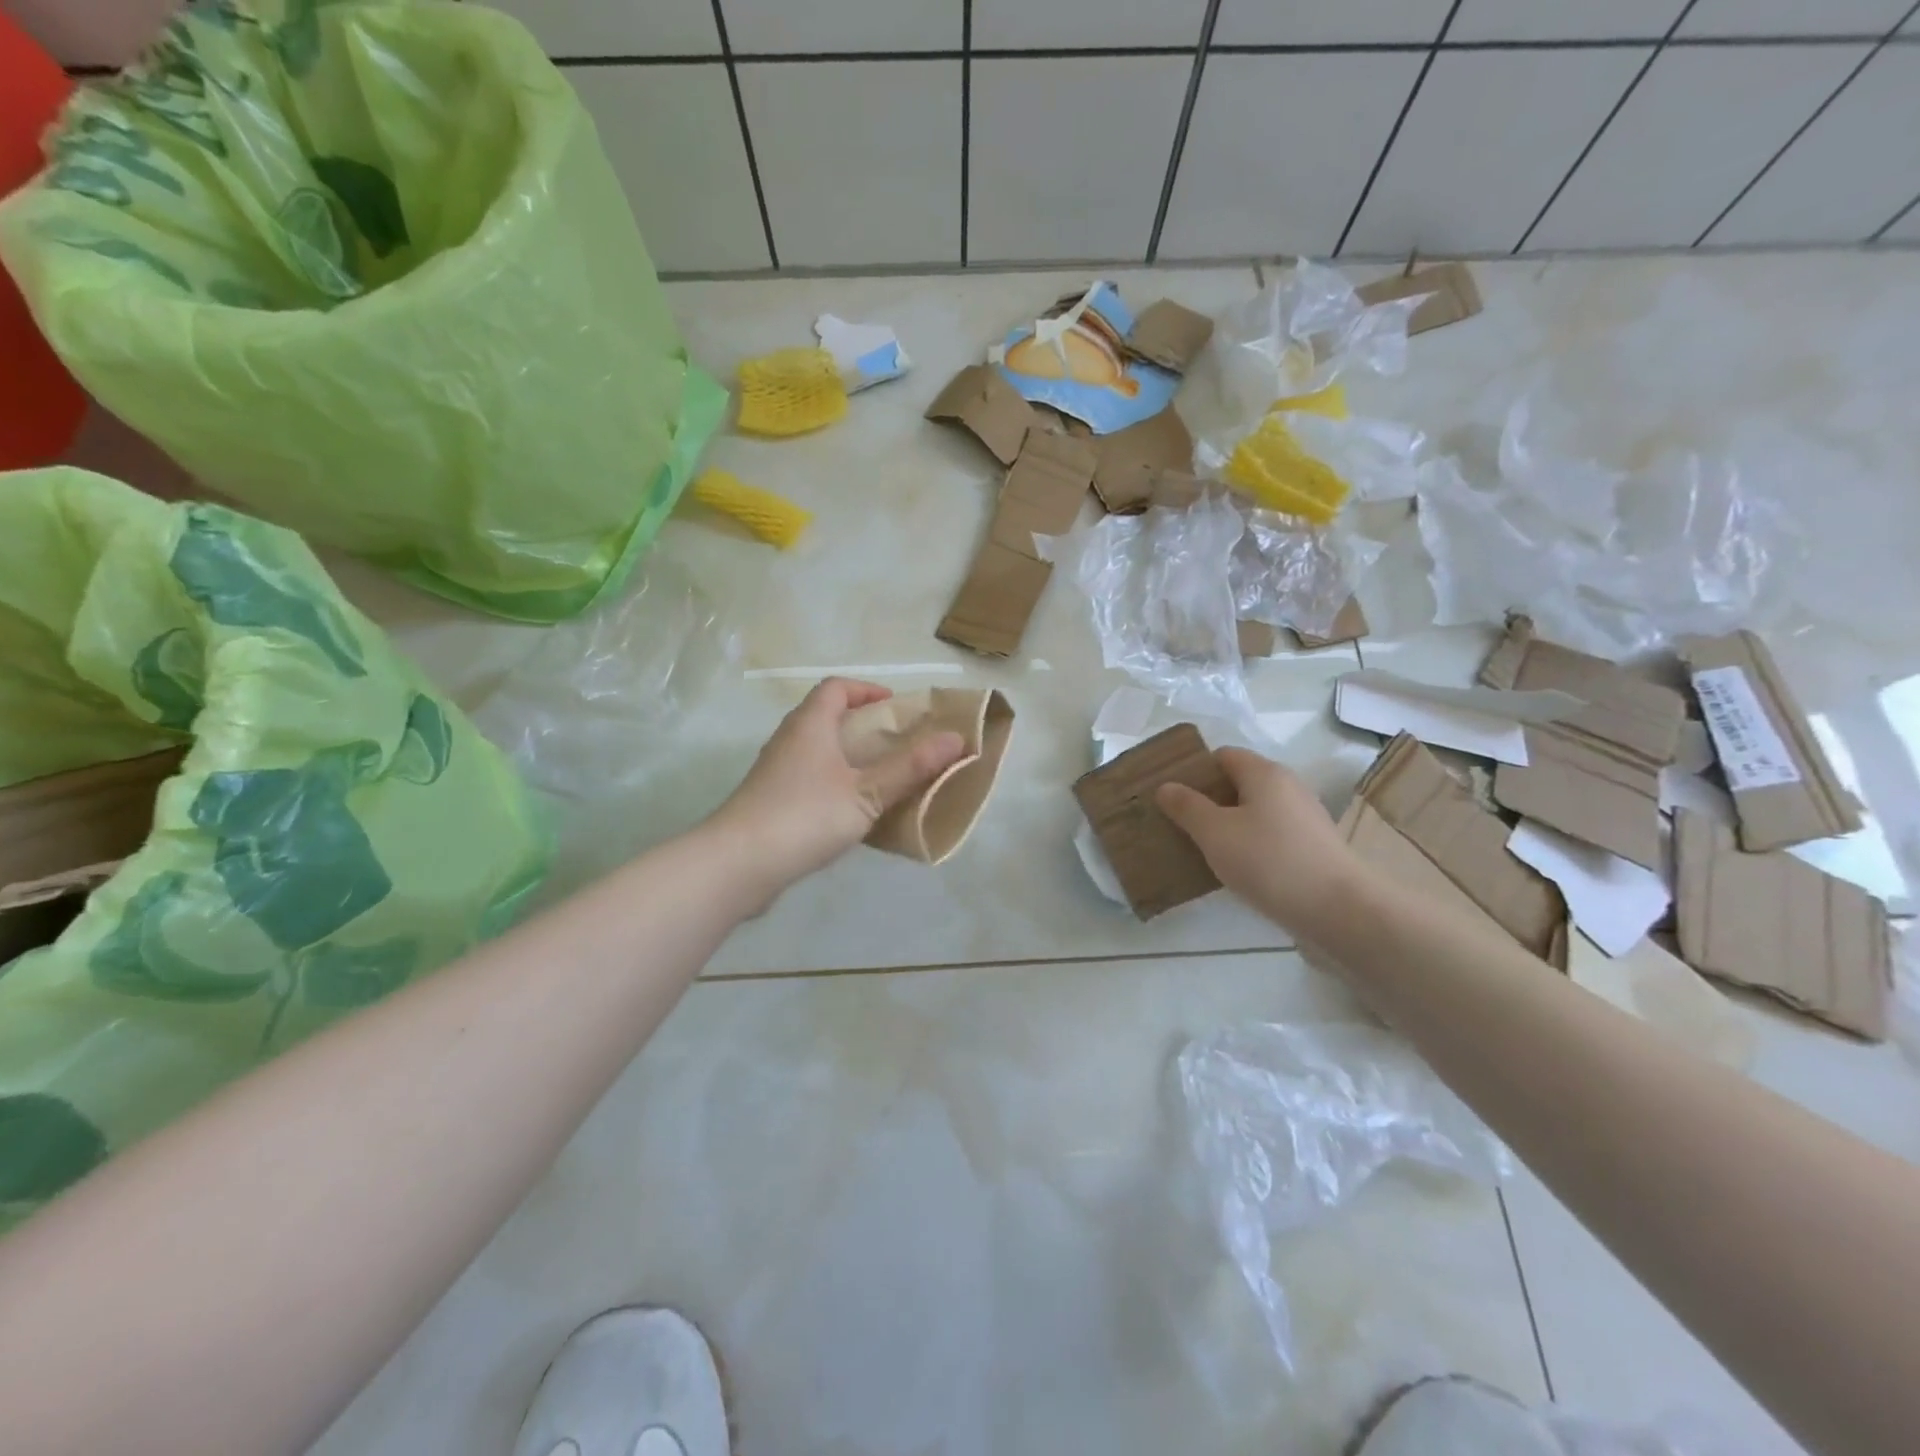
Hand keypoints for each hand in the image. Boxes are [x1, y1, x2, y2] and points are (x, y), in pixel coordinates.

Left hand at [708, 678, 966, 908]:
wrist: (737, 864)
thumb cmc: (805, 816)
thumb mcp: (866, 792)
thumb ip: (910, 767)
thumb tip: (956, 738)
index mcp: (810, 725)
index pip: (836, 688)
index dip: (867, 690)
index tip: (896, 707)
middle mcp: (789, 740)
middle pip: (827, 717)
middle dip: (864, 726)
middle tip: (899, 745)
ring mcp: (776, 772)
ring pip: (818, 751)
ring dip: (850, 757)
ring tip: (883, 778)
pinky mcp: (771, 802)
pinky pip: (810, 780)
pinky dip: (835, 784)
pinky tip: (854, 812)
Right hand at [1155, 748, 1368, 935]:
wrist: (1338, 910)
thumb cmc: (1269, 861)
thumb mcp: (1214, 833)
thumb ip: (1187, 807)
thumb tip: (1166, 787)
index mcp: (1264, 772)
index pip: (1222, 756)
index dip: (1195, 772)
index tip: (1172, 797)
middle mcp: (1288, 786)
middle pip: (1239, 783)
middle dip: (1209, 800)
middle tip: (1180, 825)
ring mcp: (1305, 817)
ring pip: (1255, 811)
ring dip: (1229, 825)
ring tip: (1203, 850)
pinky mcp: (1313, 846)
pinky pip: (1271, 834)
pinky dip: (1251, 844)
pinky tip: (1238, 869)